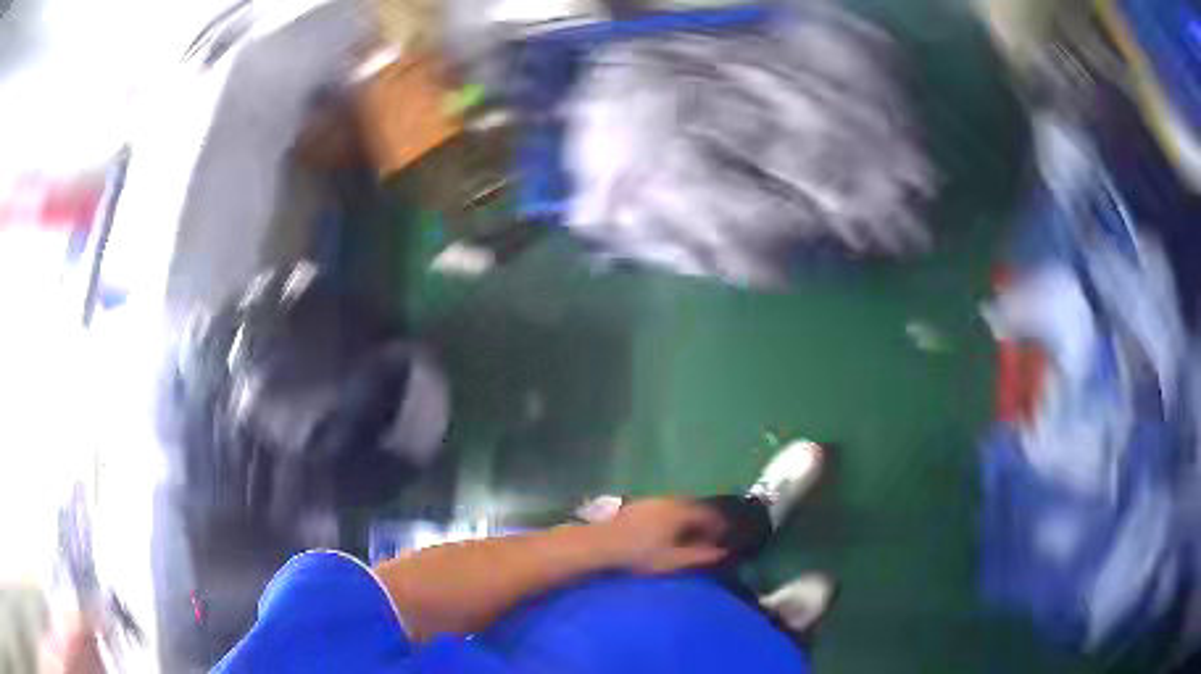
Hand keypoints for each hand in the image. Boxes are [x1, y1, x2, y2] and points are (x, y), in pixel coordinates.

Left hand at [597, 498, 727, 573]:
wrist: (601, 543)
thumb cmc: (639, 554)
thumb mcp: (672, 560)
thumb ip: (700, 556)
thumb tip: (722, 552)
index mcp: (682, 511)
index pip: (710, 515)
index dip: (720, 527)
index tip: (724, 541)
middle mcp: (670, 500)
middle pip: (696, 508)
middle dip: (705, 523)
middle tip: (709, 540)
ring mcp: (653, 500)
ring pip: (680, 507)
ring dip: (689, 520)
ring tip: (689, 538)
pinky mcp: (639, 504)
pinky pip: (666, 508)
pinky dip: (674, 519)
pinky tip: (667, 533)